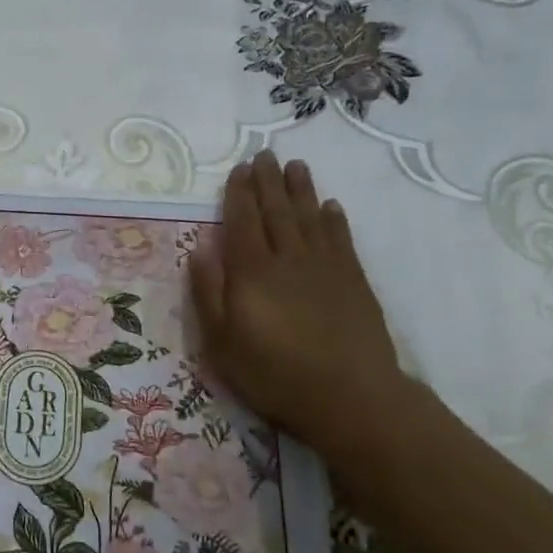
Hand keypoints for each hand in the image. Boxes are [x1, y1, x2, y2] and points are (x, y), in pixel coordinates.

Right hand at [188, 153, 406, 461]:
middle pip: (276, 211)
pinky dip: (334, 220)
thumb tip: (198, 249)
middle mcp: (288, 259)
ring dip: (301, 190)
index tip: (239, 168)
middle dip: (268, 181)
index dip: (239, 193)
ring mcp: (325, 268)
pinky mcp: (354, 282)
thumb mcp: (222, 342)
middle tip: (266, 154)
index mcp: (252, 272)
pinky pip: (341, 240)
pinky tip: (330, 206)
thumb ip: (208, 293)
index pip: (242, 221)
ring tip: (296, 166)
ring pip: (310, 218)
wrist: (350, 397)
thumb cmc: (274, 374)